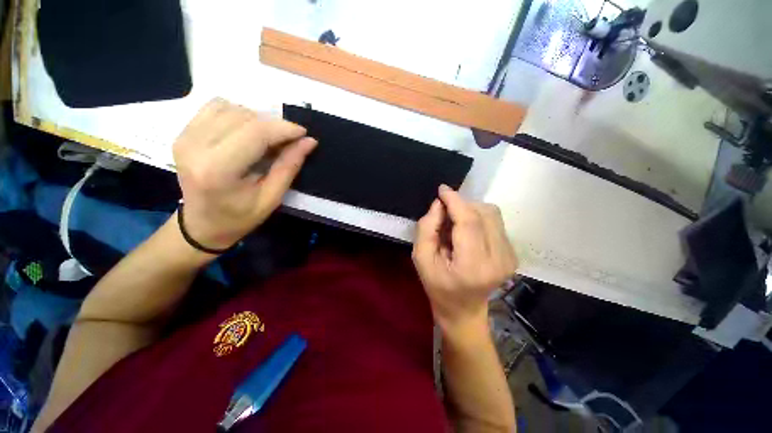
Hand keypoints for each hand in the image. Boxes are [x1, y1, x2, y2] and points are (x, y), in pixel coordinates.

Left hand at [173, 98, 316, 250]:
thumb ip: (289, 166)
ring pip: (230, 107)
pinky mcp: (183, 132)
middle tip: (288, 141)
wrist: (201, 224)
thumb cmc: (240, 217)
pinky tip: (247, 132)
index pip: (255, 133)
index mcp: (217, 170)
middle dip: (274, 125)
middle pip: (244, 117)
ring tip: (268, 139)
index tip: (304, 133)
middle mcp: (195, 146)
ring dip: (257, 120)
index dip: (284, 128)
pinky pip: (215, 107)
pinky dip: (238, 114)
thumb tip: (309, 141)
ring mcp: (185, 136)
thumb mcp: (272, 198)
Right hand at [412, 185, 517, 338]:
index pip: (469, 222)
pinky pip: (495, 222)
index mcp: (473, 265)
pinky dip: (478, 218)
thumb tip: (440, 204)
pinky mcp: (512, 253)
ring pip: (492, 214)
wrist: (463, 310)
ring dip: (470, 210)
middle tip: (443, 213)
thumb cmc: (437, 286)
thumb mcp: (421, 259)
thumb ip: (427, 228)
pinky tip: (466, 232)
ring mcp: (509, 256)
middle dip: (461, 205)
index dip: (455, 201)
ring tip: (455, 224)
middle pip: (483, 213)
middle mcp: (499, 259)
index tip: (442, 190)